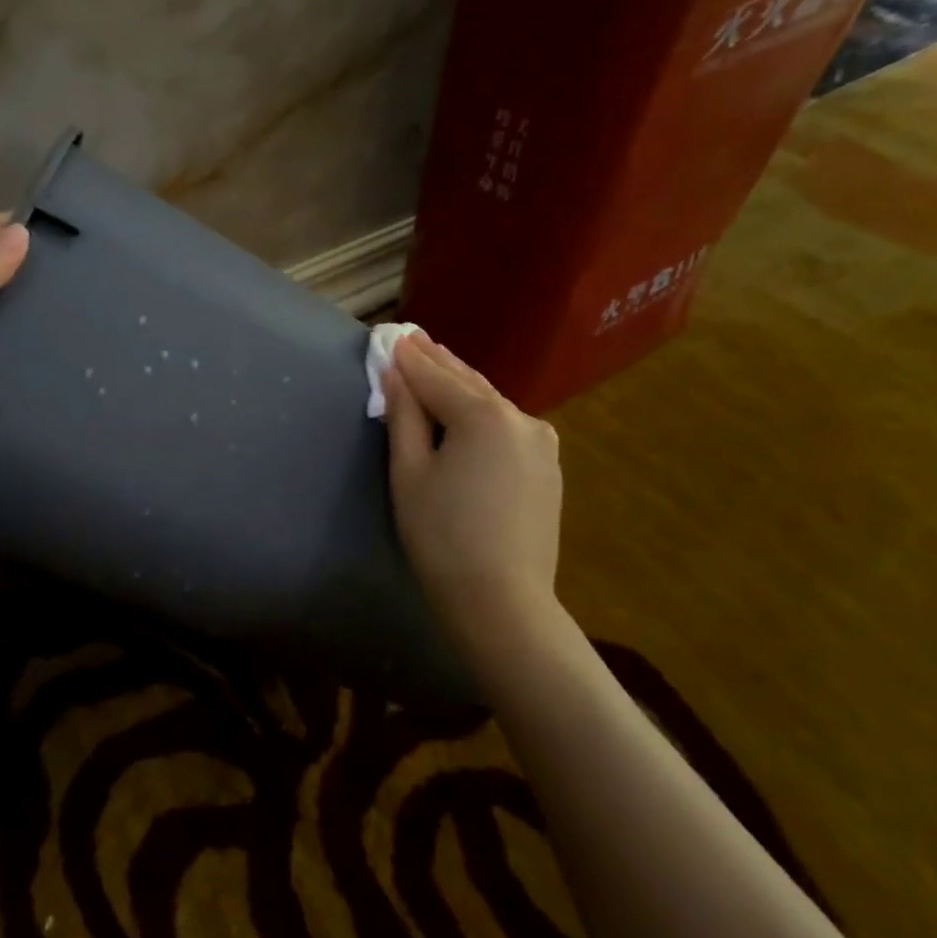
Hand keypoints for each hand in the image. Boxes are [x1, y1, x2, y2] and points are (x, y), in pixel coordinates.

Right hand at [383, 333, 563, 650]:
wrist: (502, 601)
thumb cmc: (441, 536)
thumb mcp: (410, 472)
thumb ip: (404, 416)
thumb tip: (396, 375)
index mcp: (483, 415)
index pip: (434, 376)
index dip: (407, 358)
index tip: (388, 336)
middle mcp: (520, 417)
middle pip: (467, 381)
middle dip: (437, 361)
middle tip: (412, 338)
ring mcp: (541, 441)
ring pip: (490, 402)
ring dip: (461, 384)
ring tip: (436, 365)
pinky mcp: (548, 466)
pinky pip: (506, 425)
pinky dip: (481, 410)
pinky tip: (467, 408)